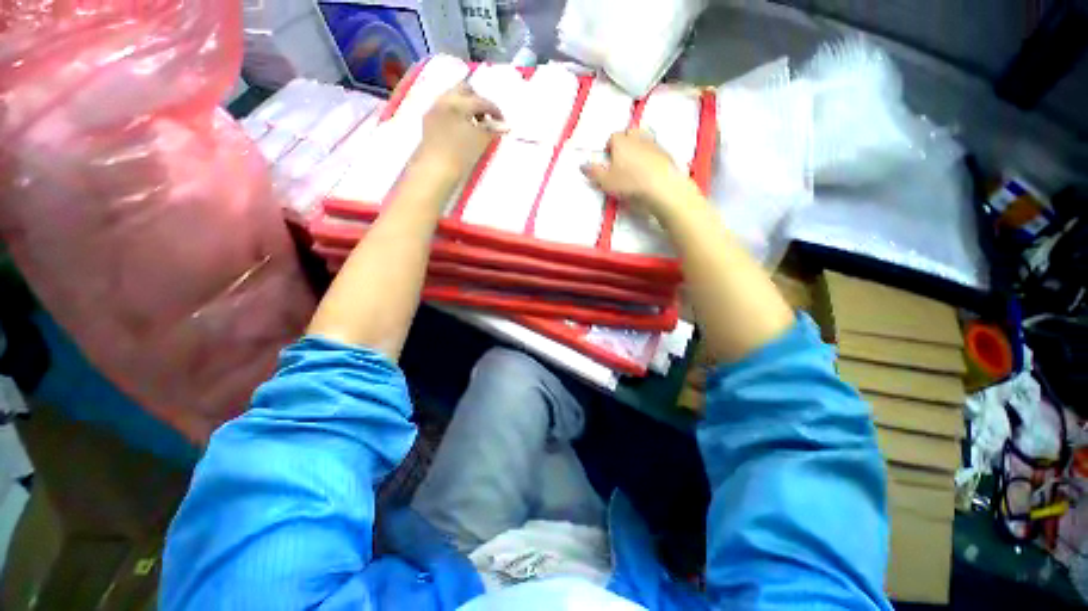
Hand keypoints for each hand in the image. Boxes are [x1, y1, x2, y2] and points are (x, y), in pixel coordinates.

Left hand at [412, 83, 503, 186]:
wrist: (434, 171)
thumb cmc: (460, 155)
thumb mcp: (480, 142)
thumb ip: (492, 130)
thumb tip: (504, 125)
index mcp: (459, 102)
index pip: (481, 101)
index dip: (495, 110)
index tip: (503, 122)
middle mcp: (445, 100)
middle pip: (464, 90)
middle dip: (478, 101)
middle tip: (487, 118)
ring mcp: (434, 110)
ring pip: (453, 99)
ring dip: (466, 107)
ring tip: (475, 126)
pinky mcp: (428, 122)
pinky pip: (445, 109)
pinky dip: (457, 115)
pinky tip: (462, 130)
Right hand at [582, 129, 698, 219]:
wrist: (662, 187)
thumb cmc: (630, 183)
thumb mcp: (606, 182)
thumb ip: (594, 172)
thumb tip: (582, 165)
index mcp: (621, 141)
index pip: (612, 137)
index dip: (609, 148)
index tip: (608, 161)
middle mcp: (638, 137)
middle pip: (630, 133)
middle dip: (625, 143)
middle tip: (621, 161)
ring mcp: (654, 144)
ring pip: (644, 140)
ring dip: (638, 149)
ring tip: (635, 167)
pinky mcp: (667, 154)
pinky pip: (655, 151)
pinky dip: (651, 157)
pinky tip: (649, 172)